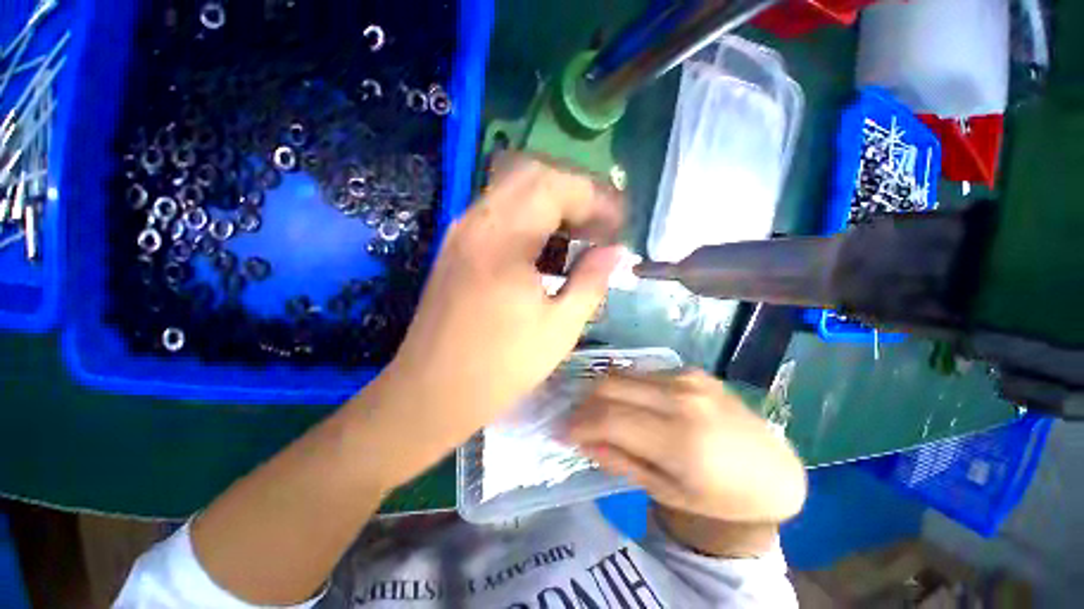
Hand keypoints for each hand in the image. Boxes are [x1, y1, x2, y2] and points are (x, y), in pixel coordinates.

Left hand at [370, 155, 624, 485]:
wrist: (432, 391)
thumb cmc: (500, 366)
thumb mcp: (560, 328)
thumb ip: (592, 281)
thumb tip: (617, 251)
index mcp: (504, 240)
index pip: (556, 185)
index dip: (595, 197)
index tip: (618, 223)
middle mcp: (477, 222)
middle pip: (533, 174)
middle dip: (574, 192)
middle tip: (600, 224)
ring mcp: (461, 231)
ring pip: (513, 189)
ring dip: (552, 202)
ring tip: (579, 234)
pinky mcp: (456, 246)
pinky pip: (499, 212)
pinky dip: (530, 217)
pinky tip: (546, 247)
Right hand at [568, 369, 806, 523]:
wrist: (772, 471)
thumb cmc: (719, 496)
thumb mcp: (665, 491)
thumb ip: (618, 460)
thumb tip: (579, 439)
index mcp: (679, 439)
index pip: (608, 418)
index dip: (578, 423)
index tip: (561, 431)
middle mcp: (681, 397)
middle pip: (609, 385)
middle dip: (584, 402)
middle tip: (577, 420)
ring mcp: (687, 377)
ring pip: (622, 373)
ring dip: (602, 391)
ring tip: (599, 411)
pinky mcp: (691, 369)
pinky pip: (642, 371)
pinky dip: (625, 386)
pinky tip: (630, 403)